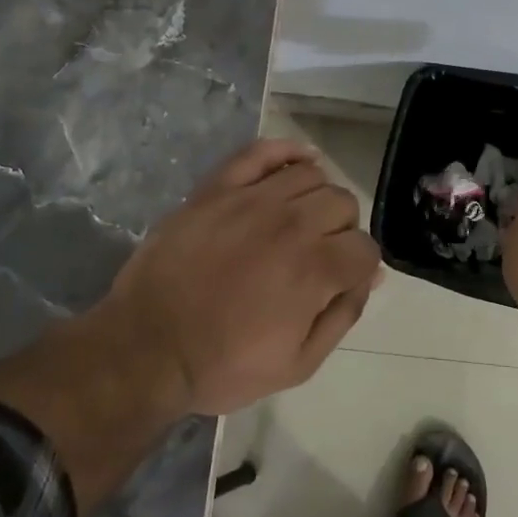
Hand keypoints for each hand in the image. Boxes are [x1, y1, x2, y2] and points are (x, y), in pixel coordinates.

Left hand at [97, 137, 381, 415]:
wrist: (147, 349)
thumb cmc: (224, 364)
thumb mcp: (298, 364)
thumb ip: (343, 315)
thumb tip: (370, 276)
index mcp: (314, 269)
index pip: (365, 247)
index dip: (360, 267)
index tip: (342, 281)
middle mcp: (291, 223)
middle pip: (343, 203)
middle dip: (342, 230)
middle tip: (318, 255)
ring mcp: (250, 199)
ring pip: (310, 174)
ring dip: (316, 197)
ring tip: (299, 221)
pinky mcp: (216, 189)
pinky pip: (260, 151)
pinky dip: (285, 152)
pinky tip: (296, 164)